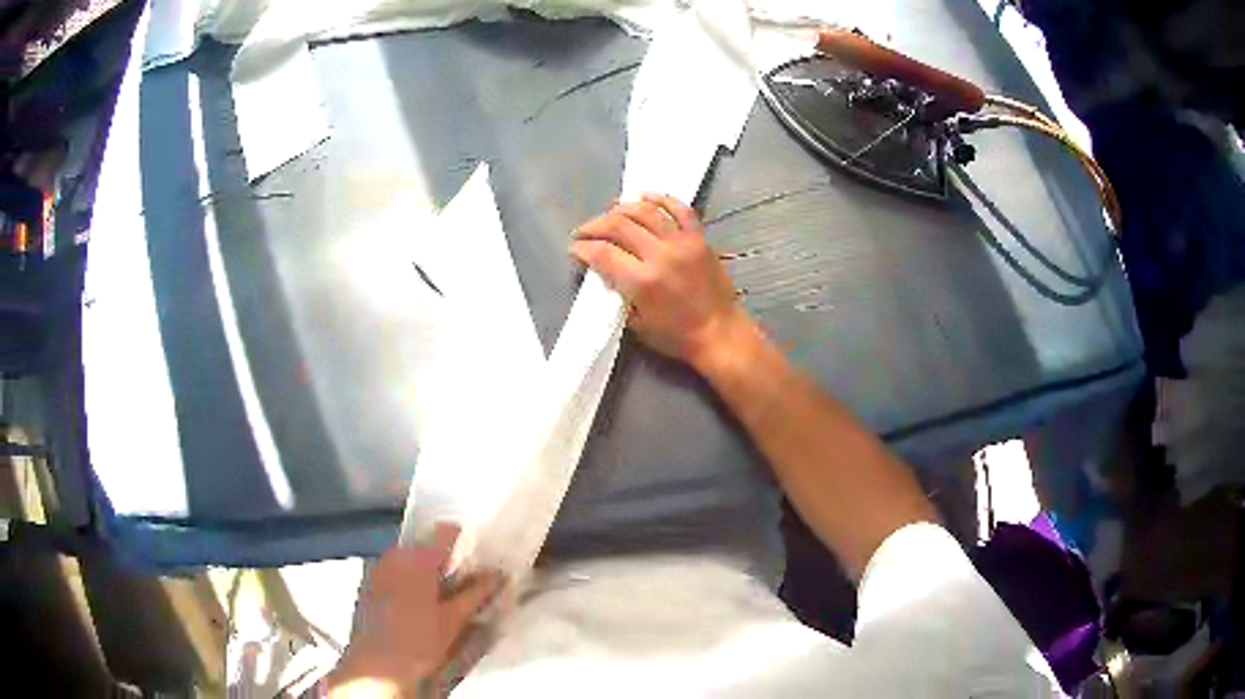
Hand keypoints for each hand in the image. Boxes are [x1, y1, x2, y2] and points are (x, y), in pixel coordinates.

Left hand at [327, 524, 502, 697]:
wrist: (376, 665)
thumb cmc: (419, 641)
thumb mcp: (454, 619)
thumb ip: (476, 592)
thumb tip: (498, 573)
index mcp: (418, 557)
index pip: (447, 532)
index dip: (465, 544)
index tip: (478, 565)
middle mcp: (395, 554)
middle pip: (427, 546)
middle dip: (445, 563)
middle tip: (463, 589)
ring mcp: (378, 567)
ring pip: (410, 560)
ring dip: (426, 573)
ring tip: (440, 602)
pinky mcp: (368, 583)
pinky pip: (394, 572)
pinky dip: (408, 582)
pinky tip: (416, 609)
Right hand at [571, 194, 749, 369]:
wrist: (720, 333)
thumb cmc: (676, 337)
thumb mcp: (637, 324)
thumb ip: (619, 294)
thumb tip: (604, 273)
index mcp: (642, 281)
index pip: (602, 253)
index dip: (582, 248)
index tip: (575, 248)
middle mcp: (660, 255)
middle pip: (618, 225)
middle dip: (594, 226)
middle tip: (584, 231)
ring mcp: (682, 243)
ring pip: (645, 211)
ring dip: (622, 208)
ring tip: (609, 213)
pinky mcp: (699, 238)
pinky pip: (680, 209)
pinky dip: (661, 198)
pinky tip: (645, 196)